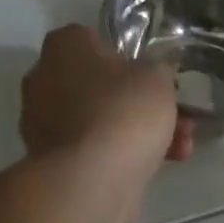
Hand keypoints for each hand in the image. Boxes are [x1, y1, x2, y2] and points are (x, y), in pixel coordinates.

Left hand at [21, 26, 191, 178]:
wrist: (89, 182)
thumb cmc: (121, 111)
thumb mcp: (157, 77)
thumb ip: (157, 69)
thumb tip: (154, 75)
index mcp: (63, 44)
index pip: (96, 40)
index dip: (129, 58)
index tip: (154, 77)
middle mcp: (44, 77)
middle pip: (100, 84)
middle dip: (139, 102)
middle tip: (175, 116)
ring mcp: (42, 121)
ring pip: (100, 118)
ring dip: (137, 130)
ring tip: (180, 148)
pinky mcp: (50, 160)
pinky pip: (92, 147)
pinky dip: (121, 154)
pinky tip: (160, 167)